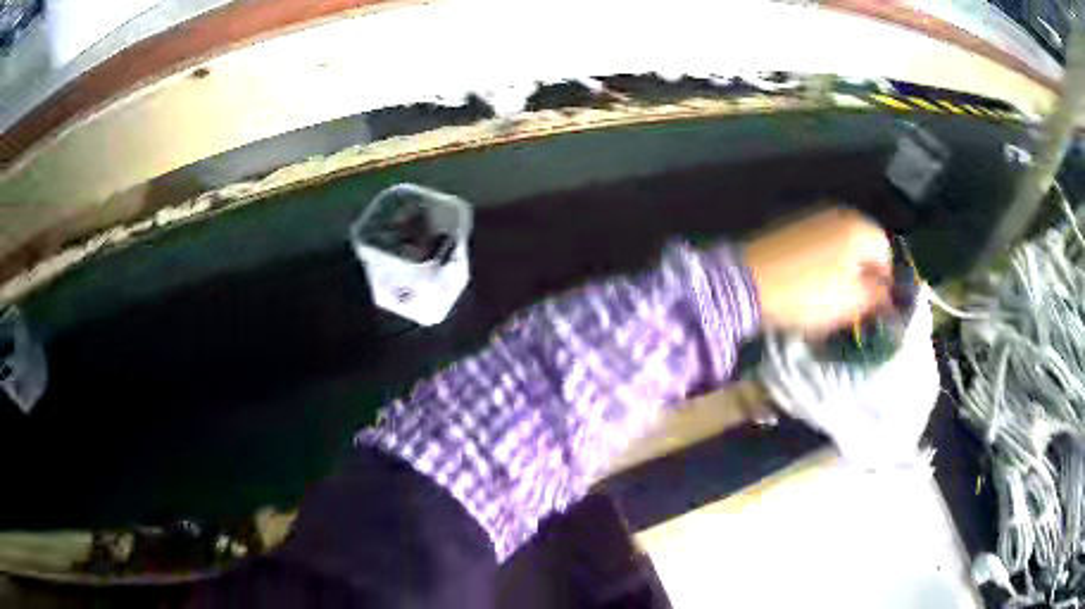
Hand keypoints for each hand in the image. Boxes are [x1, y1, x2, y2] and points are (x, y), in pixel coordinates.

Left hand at [743, 206, 891, 335]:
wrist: (748, 281)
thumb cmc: (809, 293)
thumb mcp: (851, 302)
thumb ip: (876, 297)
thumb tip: (887, 294)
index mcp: (859, 228)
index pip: (885, 252)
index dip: (884, 282)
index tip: (875, 306)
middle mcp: (839, 215)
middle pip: (863, 246)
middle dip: (863, 275)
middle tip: (854, 304)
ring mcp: (812, 217)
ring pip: (840, 247)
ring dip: (842, 271)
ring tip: (831, 299)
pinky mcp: (790, 227)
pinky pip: (818, 246)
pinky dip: (821, 264)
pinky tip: (810, 285)